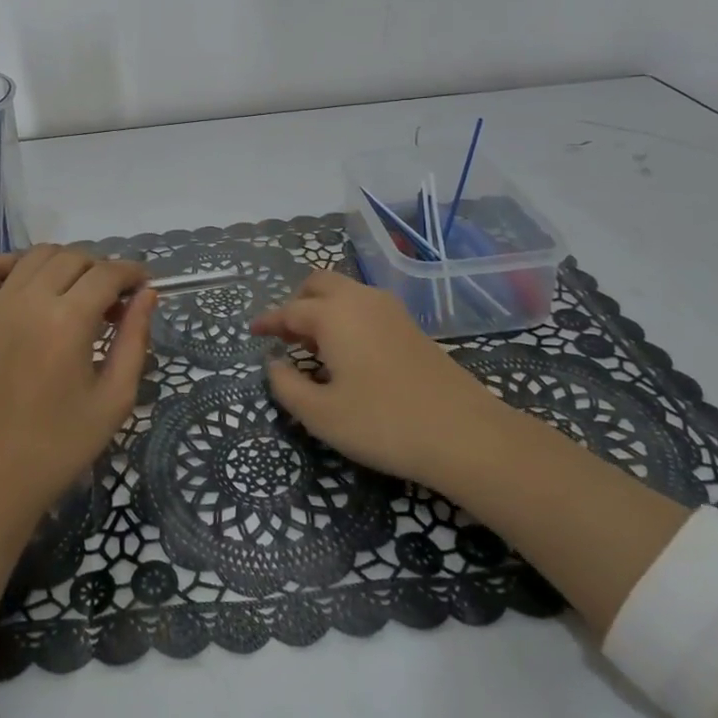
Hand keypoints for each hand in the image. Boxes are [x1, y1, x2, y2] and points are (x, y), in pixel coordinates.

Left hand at [0, 245, 154, 530]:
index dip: (132, 272)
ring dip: (65, 263)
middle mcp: (28, 301)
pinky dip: (15, 262)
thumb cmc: (59, 446)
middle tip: (113, 302)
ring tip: (76, 294)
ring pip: (37, 255)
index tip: (144, 286)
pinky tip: (31, 285)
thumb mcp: (114, 400)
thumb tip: (147, 295)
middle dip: (102, 270)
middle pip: (74, 257)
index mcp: (67, 322)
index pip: (107, 273)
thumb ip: (134, 340)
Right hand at [252, 269, 508, 488]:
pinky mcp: (410, 326)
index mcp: (333, 314)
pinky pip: (365, 305)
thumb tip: (274, 365)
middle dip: (297, 302)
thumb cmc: (384, 423)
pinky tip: (348, 351)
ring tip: (314, 345)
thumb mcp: (322, 415)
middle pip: (319, 283)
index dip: (269, 322)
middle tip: (286, 334)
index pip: (290, 311)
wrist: (464, 433)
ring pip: (345, 291)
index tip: (253, 332)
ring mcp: (389, 310)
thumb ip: (288, 387)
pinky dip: (346, 316)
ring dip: (323, 307)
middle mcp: (359, 300)